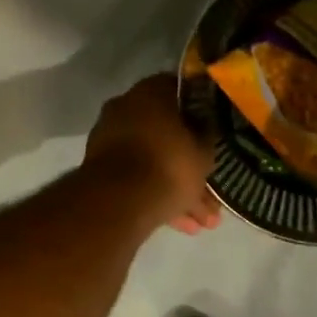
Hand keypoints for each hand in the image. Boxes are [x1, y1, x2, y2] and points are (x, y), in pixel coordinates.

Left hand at [85, 73, 221, 234]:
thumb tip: (208, 127)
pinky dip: (159, 197)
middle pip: (167, 132)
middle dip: (190, 162)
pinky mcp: (102, 169)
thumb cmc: (169, 164)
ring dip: (178, 188)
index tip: (215, 127)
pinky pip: (138, 179)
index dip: (202, 110)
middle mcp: (126, 108)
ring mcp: (110, 138)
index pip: (182, 92)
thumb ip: (208, 135)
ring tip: (204, 220)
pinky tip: (182, 225)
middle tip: (212, 186)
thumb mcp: (204, 151)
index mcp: (151, 92)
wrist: (120, 200)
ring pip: (154, 160)